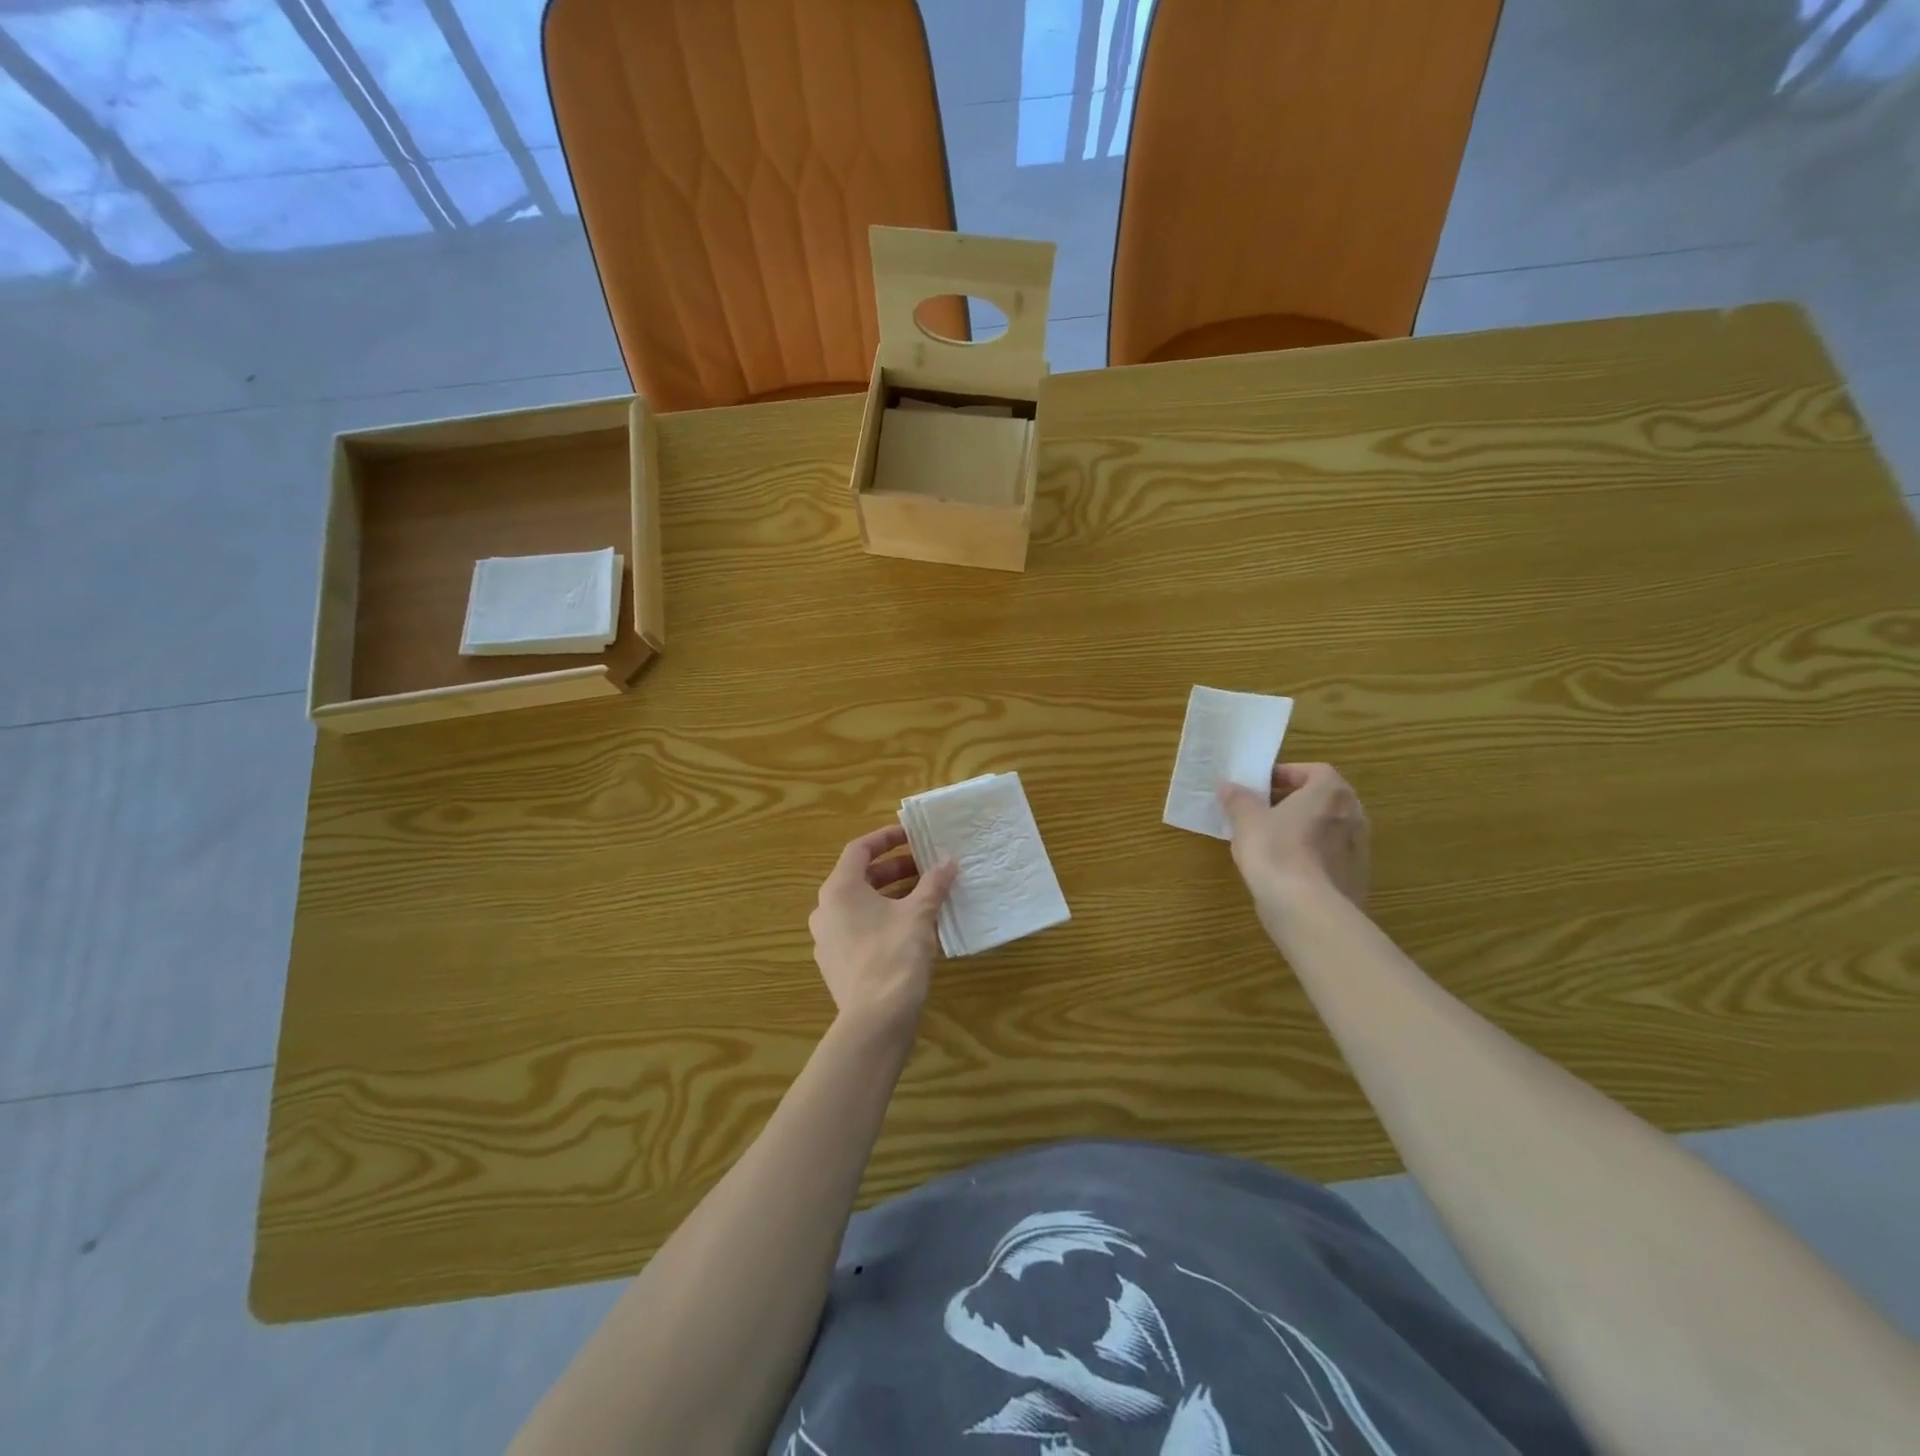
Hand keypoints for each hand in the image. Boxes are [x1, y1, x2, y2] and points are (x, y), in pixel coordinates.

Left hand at [808, 825, 957, 1032]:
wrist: (875, 1019)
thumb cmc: (894, 955)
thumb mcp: (919, 914)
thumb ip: (933, 883)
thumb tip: (949, 860)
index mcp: (839, 890)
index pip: (859, 850)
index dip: (886, 838)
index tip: (912, 835)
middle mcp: (825, 910)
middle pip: (860, 877)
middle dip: (895, 869)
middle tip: (926, 867)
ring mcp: (827, 939)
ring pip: (860, 905)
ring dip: (891, 895)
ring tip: (924, 896)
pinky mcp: (836, 964)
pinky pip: (859, 929)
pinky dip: (882, 919)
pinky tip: (910, 929)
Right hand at [1218, 763, 1369, 937]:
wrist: (1306, 909)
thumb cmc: (1276, 851)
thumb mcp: (1246, 820)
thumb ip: (1238, 799)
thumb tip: (1229, 786)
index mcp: (1330, 792)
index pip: (1313, 771)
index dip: (1286, 774)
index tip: (1261, 786)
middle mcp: (1353, 814)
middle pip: (1323, 799)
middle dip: (1294, 801)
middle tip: (1263, 810)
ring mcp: (1360, 848)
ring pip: (1328, 828)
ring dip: (1303, 828)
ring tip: (1271, 840)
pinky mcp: (1356, 878)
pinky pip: (1330, 856)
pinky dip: (1311, 855)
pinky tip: (1286, 868)